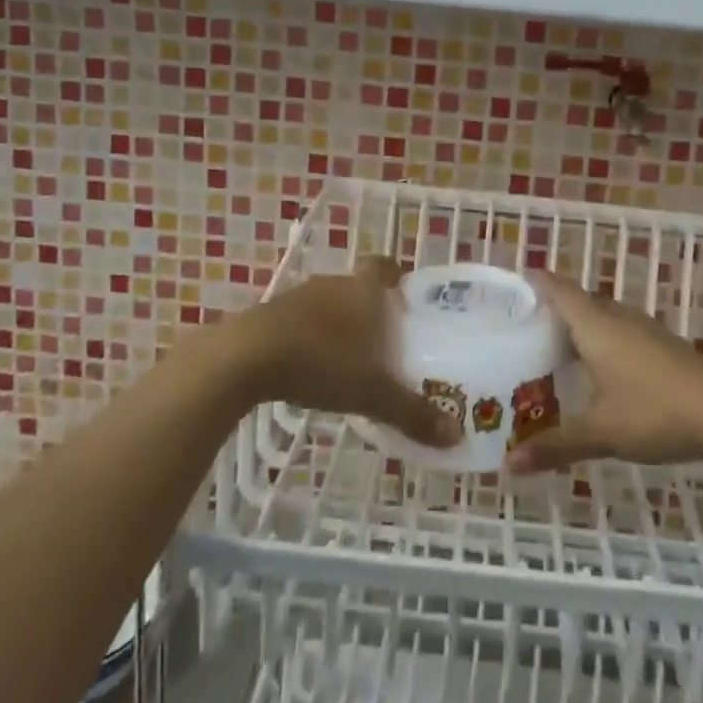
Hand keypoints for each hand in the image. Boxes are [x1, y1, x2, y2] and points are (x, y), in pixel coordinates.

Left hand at [235, 257, 461, 448]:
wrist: (246, 357)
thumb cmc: (321, 362)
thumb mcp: (372, 394)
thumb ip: (413, 413)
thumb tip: (457, 436)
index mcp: (364, 290)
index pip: (383, 266)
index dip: (395, 276)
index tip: (403, 295)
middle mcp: (333, 285)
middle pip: (357, 287)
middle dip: (371, 309)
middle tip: (386, 341)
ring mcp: (298, 297)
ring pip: (328, 304)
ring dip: (339, 324)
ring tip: (350, 359)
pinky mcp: (269, 315)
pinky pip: (300, 321)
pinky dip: (310, 337)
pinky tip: (311, 367)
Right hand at [504, 273, 702, 474]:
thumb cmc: (655, 412)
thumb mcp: (601, 432)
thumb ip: (555, 446)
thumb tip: (509, 465)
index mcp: (596, 326)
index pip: (559, 290)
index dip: (536, 283)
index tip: (513, 284)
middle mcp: (618, 318)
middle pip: (580, 301)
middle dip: (554, 308)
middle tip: (524, 325)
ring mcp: (645, 330)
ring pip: (603, 317)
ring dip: (581, 325)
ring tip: (556, 347)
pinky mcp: (663, 346)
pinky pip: (621, 332)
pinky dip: (602, 341)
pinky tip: (600, 370)